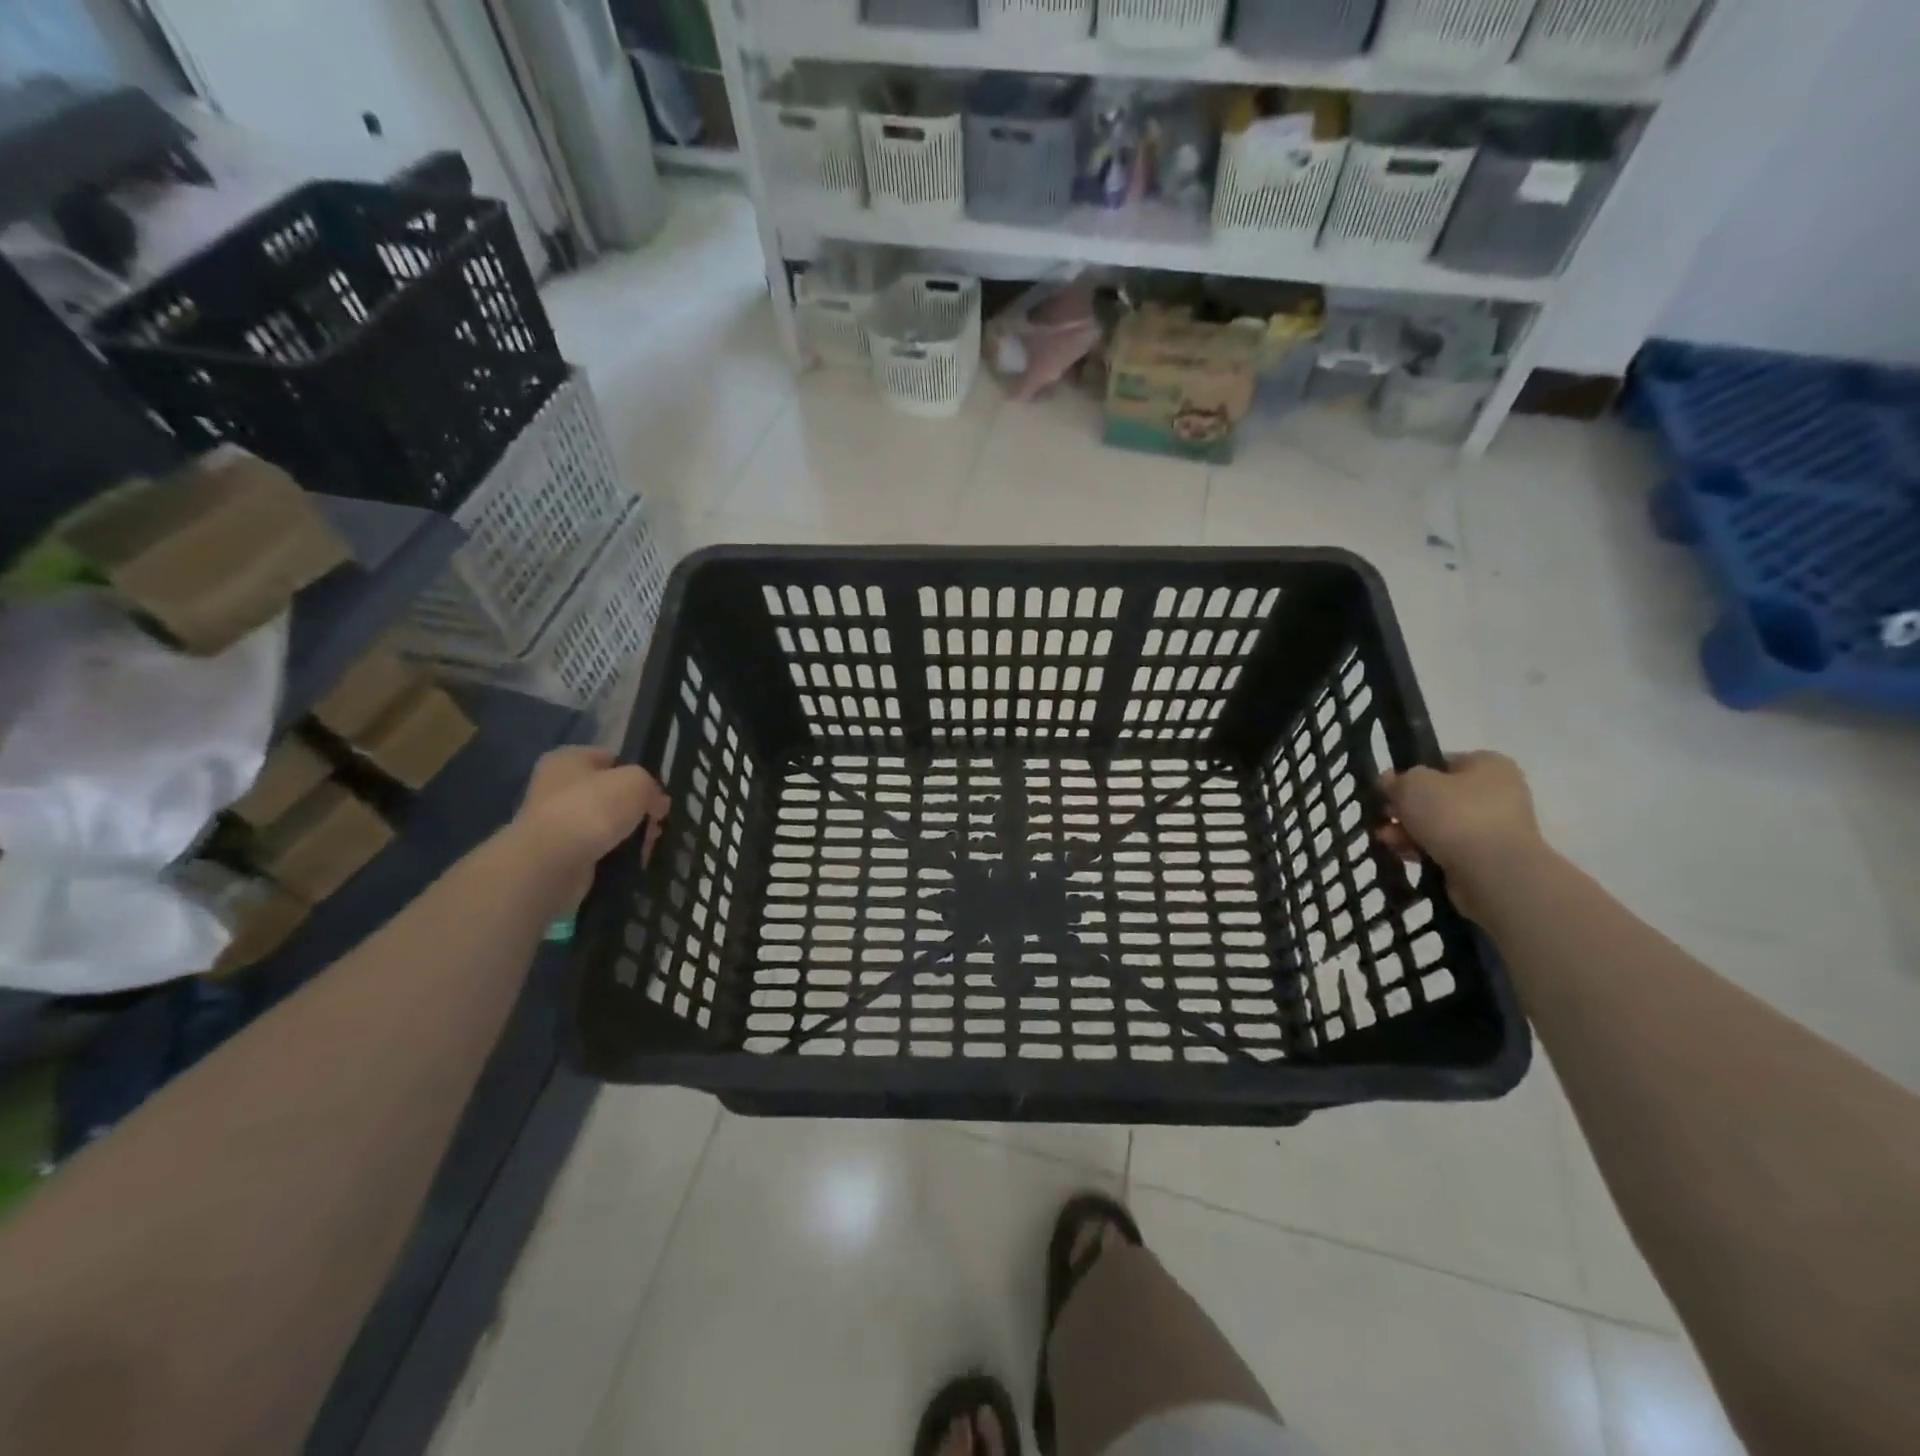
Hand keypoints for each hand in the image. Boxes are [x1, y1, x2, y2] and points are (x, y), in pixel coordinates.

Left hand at [512, 747, 668, 907]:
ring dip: (629, 834)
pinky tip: (630, 860)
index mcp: (567, 759)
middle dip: (637, 809)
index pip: (611, 759)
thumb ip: (652, 787)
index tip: (656, 794)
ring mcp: (555, 822)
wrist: (552, 862)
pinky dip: (615, 854)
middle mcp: (556, 787)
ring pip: (607, 824)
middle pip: (611, 794)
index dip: (638, 774)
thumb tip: (656, 805)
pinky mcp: (558, 853)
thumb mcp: (637, 782)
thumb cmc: (593, 808)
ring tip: (647, 846)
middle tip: (655, 824)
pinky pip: (598, 848)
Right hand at [1378, 751, 1545, 918]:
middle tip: (1383, 816)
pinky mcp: (1488, 858)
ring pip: (1439, 824)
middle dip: (1405, 808)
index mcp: (1488, 765)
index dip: (1410, 774)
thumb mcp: (1412, 784)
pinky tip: (1402, 855)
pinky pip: (1447, 848)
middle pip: (1438, 796)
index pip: (1441, 762)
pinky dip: (1423, 850)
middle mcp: (1498, 793)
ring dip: (1408, 831)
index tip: (1388, 789)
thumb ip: (1397, 779)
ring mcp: (1495, 827)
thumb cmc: (1454, 815)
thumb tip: (1391, 781)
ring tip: (1385, 840)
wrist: (1493, 873)